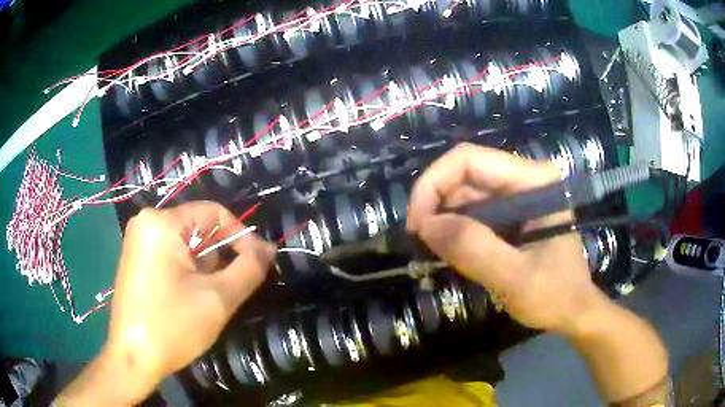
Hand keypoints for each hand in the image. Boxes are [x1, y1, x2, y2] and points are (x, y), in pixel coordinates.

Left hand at [57, 202, 274, 404]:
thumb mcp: (218, 299)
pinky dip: (187, 273)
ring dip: (204, 269)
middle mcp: (146, 222)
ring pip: (186, 245)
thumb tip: (268, 247)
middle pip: (199, 230)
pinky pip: (170, 256)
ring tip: (205, 300)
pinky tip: (187, 300)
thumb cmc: (172, 326)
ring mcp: (137, 241)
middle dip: (218, 259)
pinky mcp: (135, 259)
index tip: (256, 266)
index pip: (214, 214)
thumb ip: (249, 268)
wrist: (132, 358)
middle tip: (226, 292)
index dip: (240, 236)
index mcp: (162, 222)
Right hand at [407, 143, 606, 334]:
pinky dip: (453, 232)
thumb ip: (475, 250)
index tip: (418, 226)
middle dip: (435, 206)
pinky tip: (450, 253)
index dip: (433, 185)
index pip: (469, 160)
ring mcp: (516, 197)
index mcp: (534, 181)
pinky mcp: (509, 216)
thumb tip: (426, 226)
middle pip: (463, 176)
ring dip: (442, 221)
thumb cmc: (556, 295)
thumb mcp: (517, 279)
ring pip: (463, 195)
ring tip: (434, 253)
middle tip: (421, 245)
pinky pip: (471, 214)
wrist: (573, 312)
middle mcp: (523, 180)